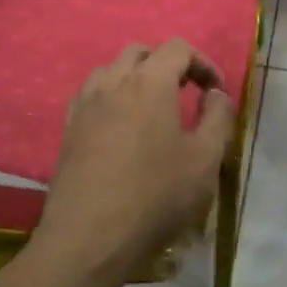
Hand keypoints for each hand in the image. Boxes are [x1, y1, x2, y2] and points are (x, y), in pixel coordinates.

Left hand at [37, 40, 236, 277]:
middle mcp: (113, 82)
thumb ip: (217, 118)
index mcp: (150, 83)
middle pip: (141, 52)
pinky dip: (111, 96)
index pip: (177, 48)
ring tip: (152, 107)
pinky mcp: (68, 128)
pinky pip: (91, 94)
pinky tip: (120, 125)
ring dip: (136, 77)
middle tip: (185, 93)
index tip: (215, 92)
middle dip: (167, 64)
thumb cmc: (155, 197)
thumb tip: (215, 94)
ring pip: (111, 70)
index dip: (202, 62)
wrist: (89, 238)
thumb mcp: (205, 160)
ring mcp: (85, 104)